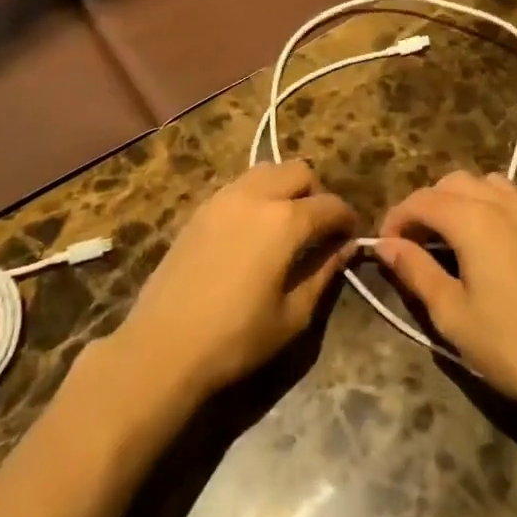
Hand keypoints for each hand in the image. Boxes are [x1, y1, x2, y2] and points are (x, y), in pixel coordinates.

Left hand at [112, 162, 356, 397]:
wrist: (163, 346)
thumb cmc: (236, 338)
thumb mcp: (292, 316)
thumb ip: (323, 274)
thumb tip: (345, 248)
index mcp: (285, 221)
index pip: (329, 205)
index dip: (347, 218)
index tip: (352, 235)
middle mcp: (256, 196)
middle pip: (299, 171)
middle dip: (317, 193)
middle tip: (320, 226)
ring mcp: (224, 197)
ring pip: (267, 170)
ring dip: (285, 186)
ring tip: (287, 222)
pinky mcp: (201, 208)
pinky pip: (240, 185)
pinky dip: (258, 194)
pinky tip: (254, 228)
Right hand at [378, 172, 516, 418]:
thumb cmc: (509, 345)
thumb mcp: (451, 313)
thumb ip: (415, 270)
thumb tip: (385, 244)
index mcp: (471, 219)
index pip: (422, 200)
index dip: (397, 217)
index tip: (384, 245)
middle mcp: (501, 203)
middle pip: (453, 183)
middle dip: (427, 205)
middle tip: (414, 243)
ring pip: (489, 182)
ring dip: (463, 198)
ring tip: (452, 233)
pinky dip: (508, 201)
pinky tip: (503, 225)